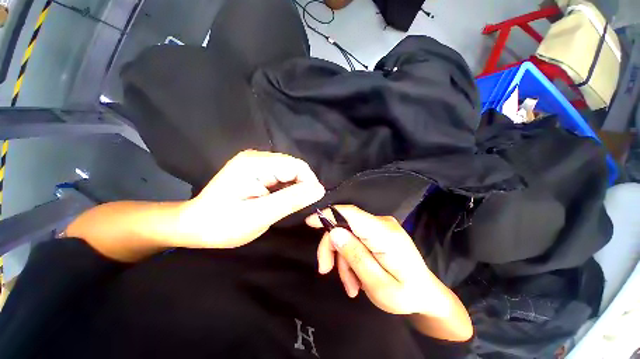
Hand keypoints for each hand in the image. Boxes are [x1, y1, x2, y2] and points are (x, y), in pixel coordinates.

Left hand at [177, 150, 325, 248]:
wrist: (195, 226)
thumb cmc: (223, 224)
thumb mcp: (260, 216)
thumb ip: (291, 201)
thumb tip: (319, 189)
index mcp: (256, 164)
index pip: (297, 166)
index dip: (309, 182)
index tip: (311, 202)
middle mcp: (257, 157)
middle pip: (293, 167)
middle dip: (301, 186)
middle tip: (299, 207)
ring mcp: (255, 162)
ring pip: (288, 171)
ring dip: (294, 188)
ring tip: (288, 205)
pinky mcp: (255, 170)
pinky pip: (280, 175)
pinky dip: (286, 188)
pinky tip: (280, 200)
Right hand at [306, 206, 442, 315]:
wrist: (426, 294)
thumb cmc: (406, 294)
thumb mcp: (378, 285)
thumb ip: (356, 257)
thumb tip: (334, 232)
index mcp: (385, 234)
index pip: (351, 213)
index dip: (328, 214)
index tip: (309, 222)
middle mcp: (382, 223)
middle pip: (345, 225)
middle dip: (333, 247)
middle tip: (325, 270)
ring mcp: (380, 226)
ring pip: (348, 234)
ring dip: (343, 258)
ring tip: (351, 285)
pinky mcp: (378, 232)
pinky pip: (356, 239)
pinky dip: (351, 257)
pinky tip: (356, 277)